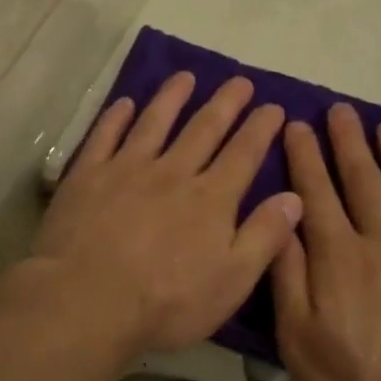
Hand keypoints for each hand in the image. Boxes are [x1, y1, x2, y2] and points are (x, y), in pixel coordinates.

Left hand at [31, 72, 302, 356]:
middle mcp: (172, 173)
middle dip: (226, 103)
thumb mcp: (231, 281)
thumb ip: (264, 237)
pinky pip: (104, 136)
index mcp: (210, 199)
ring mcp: (126, 170)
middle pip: (203, 129)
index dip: (261, 128)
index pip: (243, 154)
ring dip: (172, 97)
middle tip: (240, 81)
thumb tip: (295, 196)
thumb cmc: (166, 303)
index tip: (274, 106)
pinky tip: (125, 103)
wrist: (86, 302)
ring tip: (186, 76)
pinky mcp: (87, 176)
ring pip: (154, 123)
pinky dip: (116, 117)